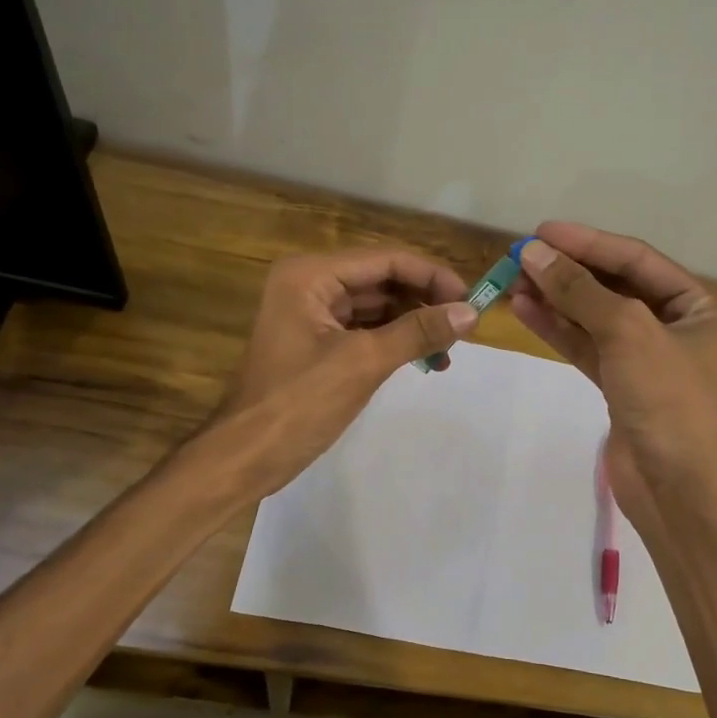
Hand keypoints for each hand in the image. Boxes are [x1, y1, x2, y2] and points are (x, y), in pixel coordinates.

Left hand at [217, 248, 475, 494]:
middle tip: (465, 329)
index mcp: (311, 275)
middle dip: (425, 302)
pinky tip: (426, 361)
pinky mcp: (319, 343)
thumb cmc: (298, 403)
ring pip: (378, 307)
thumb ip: (418, 332)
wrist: (245, 457)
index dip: (433, 277)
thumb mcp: (363, 362)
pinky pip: (367, 331)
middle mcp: (311, 284)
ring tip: (449, 352)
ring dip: (415, 324)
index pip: (386, 260)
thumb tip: (471, 313)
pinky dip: (397, 342)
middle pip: (383, 280)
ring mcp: (313, 314)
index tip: (471, 302)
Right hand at [508, 224, 716, 512]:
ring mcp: (647, 359)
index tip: (542, 232)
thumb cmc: (669, 399)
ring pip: (595, 318)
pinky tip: (526, 310)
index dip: (589, 242)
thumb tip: (534, 253)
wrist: (678, 489)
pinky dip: (558, 329)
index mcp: (701, 306)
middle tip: (521, 256)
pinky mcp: (621, 386)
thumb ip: (580, 291)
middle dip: (569, 272)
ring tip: (513, 281)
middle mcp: (677, 327)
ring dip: (557, 299)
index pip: (637, 260)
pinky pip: (586, 347)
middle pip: (615, 286)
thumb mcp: (628, 332)